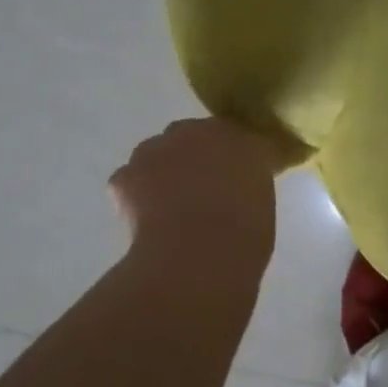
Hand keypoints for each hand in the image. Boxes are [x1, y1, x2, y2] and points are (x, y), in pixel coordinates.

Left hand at [108, 118, 280, 254]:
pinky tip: (148, 219)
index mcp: (238, 137)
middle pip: (192, 137)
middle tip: (202, 191)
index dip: (232, 159)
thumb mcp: (262, 202)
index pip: (236, 139)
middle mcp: (195, 133)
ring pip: (157, 154)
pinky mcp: (125, 174)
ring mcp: (156, 150)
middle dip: (194, 158)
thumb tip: (236, 190)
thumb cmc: (244, 232)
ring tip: (171, 208)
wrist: (198, 253)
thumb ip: (247, 184)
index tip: (235, 181)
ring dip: (163, 172)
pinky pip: (131, 180)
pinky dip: (136, 196)